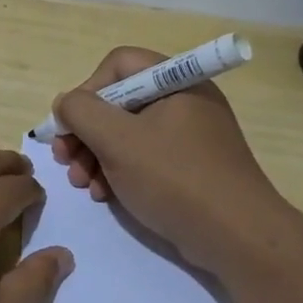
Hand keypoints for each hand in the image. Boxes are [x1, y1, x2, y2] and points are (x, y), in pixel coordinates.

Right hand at [50, 46, 289, 273]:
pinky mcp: (190, 167)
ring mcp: (189, 135)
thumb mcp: (117, 140)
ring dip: (95, 155)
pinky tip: (104, 195)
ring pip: (127, 132)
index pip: (119, 65)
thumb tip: (65, 103)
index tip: (70, 126)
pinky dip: (119, 171)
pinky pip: (144, 157)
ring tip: (82, 184)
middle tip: (65, 160)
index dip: (88, 90)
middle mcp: (184, 101)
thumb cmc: (175, 178)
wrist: (237, 237)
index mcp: (176, 81)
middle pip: (119, 101)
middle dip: (85, 131)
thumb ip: (81, 112)